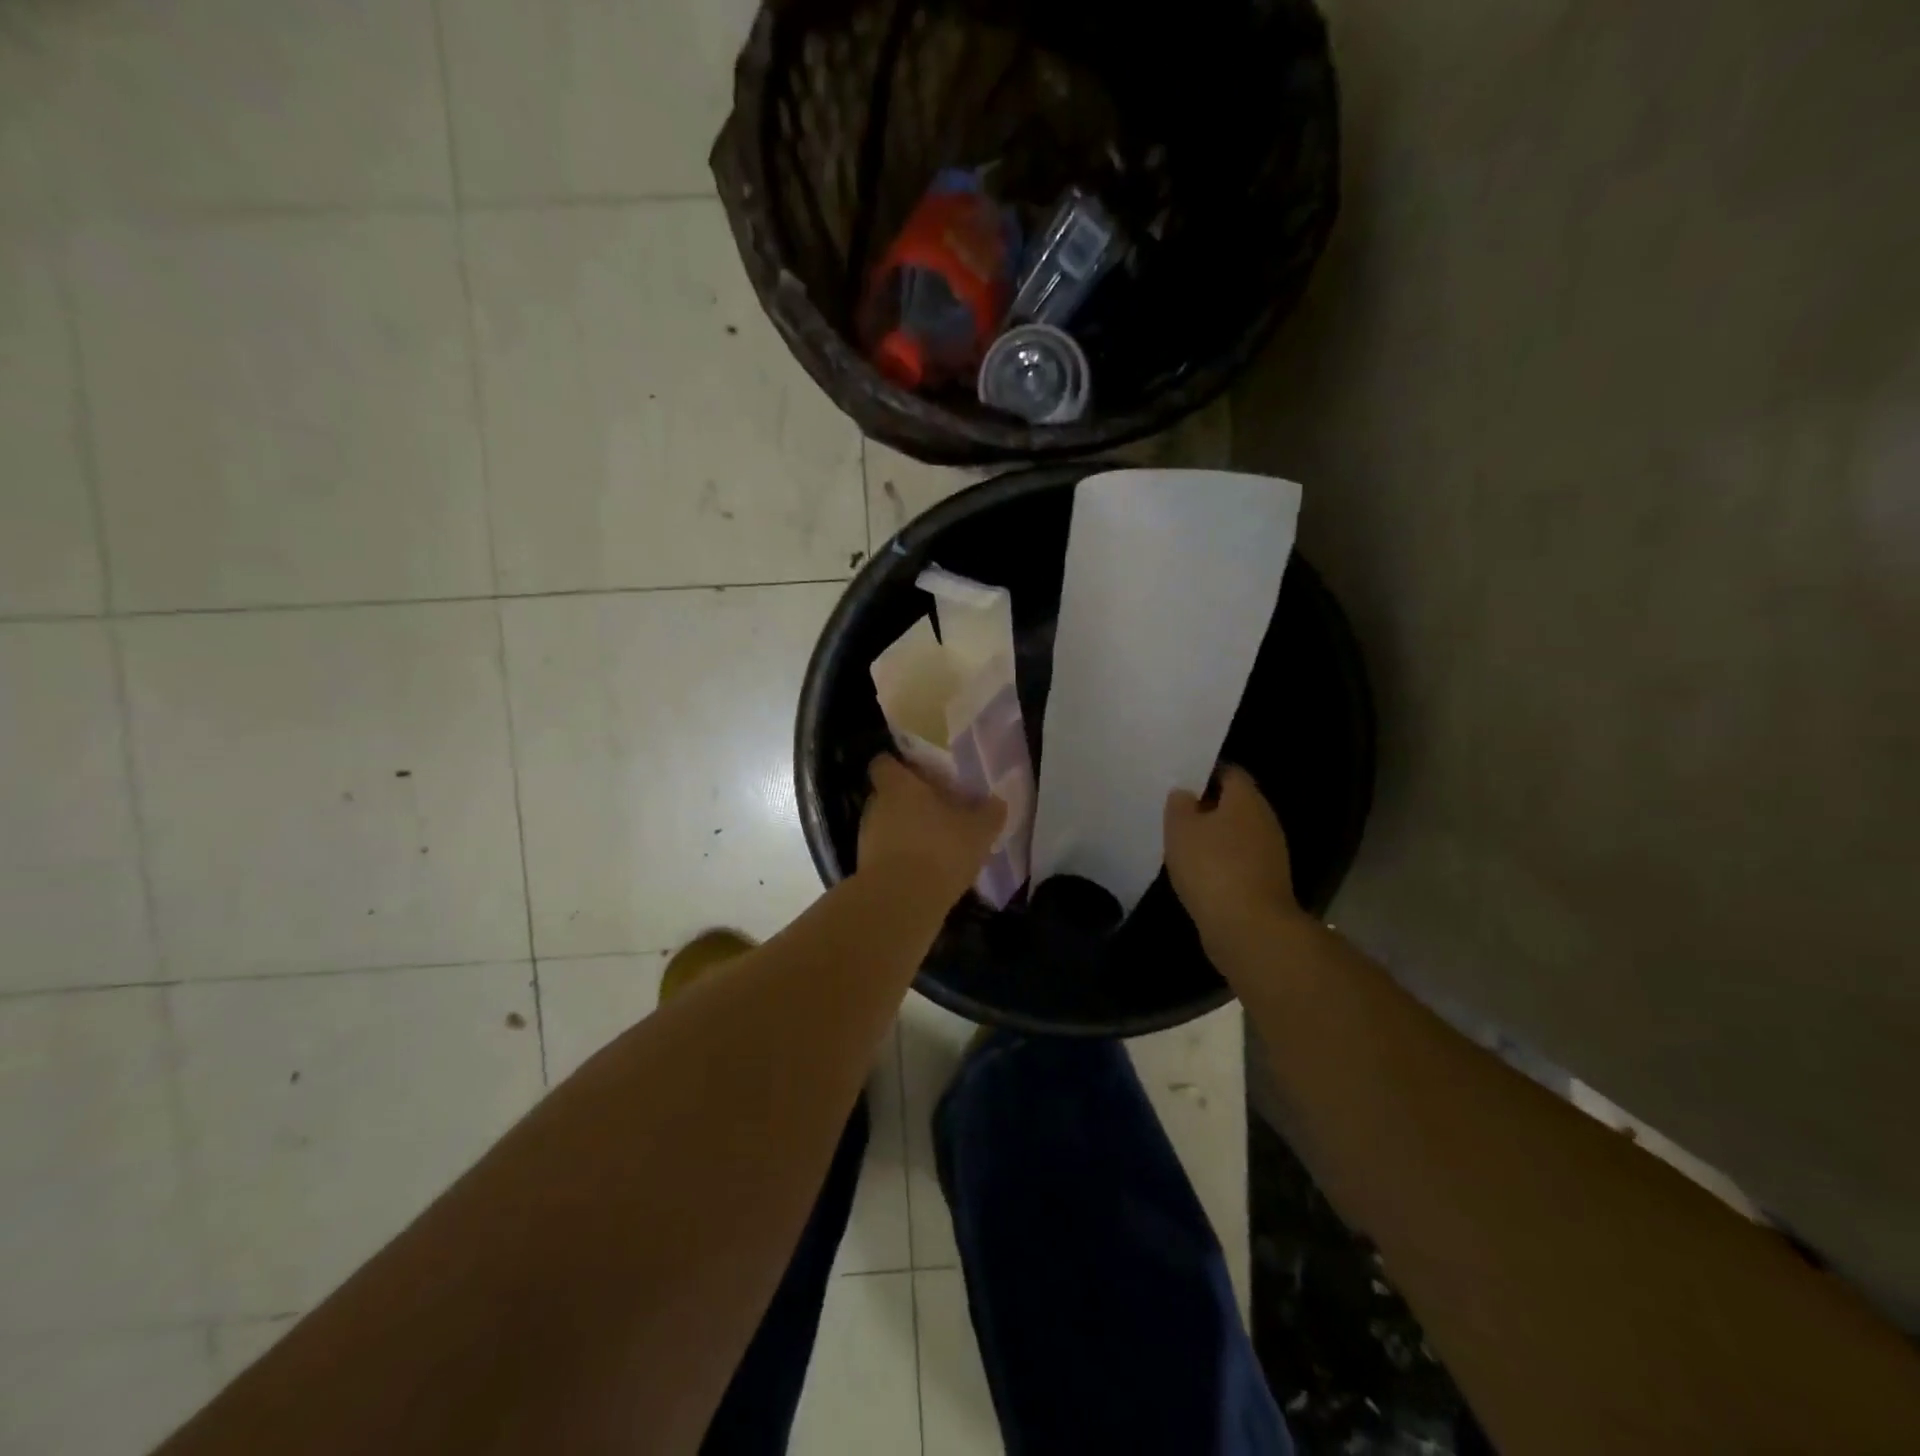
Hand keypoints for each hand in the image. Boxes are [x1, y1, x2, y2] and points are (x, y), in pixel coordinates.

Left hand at [858, 755, 1006, 906]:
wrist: (901, 903)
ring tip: (937, 845)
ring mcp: (867, 839)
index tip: (922, 775)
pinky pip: (887, 855)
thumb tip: (996, 802)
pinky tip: (928, 872)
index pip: (885, 763)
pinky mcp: (867, 870)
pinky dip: (904, 859)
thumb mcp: (978, 830)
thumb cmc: (940, 850)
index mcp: (898, 786)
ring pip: (888, 826)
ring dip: (908, 832)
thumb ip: (989, 813)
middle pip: (889, 796)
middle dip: (911, 803)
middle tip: (940, 812)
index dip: (901, 767)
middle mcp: (876, 807)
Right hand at [1164, 765, 1304, 941]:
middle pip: (1236, 804)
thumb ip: (1180, 805)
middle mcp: (1265, 820)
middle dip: (1208, 807)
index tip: (1180, 781)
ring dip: (1214, 837)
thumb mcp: (1181, 828)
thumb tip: (1186, 794)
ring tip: (1182, 844)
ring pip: (1237, 834)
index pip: (1229, 772)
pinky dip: (1220, 863)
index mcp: (1247, 800)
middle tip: (1176, 813)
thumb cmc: (1211, 867)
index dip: (1205, 773)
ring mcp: (1270, 854)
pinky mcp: (1266, 883)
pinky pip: (1239, 861)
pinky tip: (1198, 873)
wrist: (1249, 928)